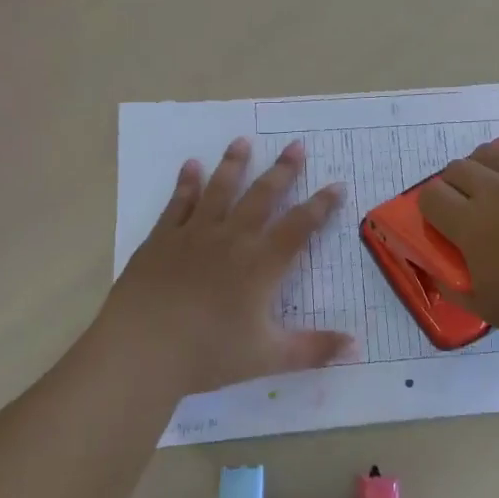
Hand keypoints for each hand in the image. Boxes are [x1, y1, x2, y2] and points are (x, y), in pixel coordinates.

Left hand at [97, 137, 352, 391]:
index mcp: (262, 264)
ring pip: (220, 189)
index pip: (300, 226)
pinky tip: (190, 165)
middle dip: (283, 170)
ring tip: (243, 140)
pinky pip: (178, 202)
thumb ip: (314, 349)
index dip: (321, 205)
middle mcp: (233, 238)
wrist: (142, 349)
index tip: (336, 186)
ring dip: (234, 164)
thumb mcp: (268, 357)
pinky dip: (186, 183)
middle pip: (263, 196)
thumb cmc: (209, 354)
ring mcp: (195, 234)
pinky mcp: (162, 239)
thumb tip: (356, 347)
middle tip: (296, 145)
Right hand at [419, 134, 498, 358]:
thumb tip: (436, 268)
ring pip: (487, 152)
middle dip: (452, 190)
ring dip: (481, 170)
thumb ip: (452, 285)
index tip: (443, 227)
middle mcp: (496, 190)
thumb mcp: (489, 309)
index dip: (430, 211)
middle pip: (455, 170)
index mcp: (473, 225)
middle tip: (468, 213)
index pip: (430, 196)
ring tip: (495, 191)